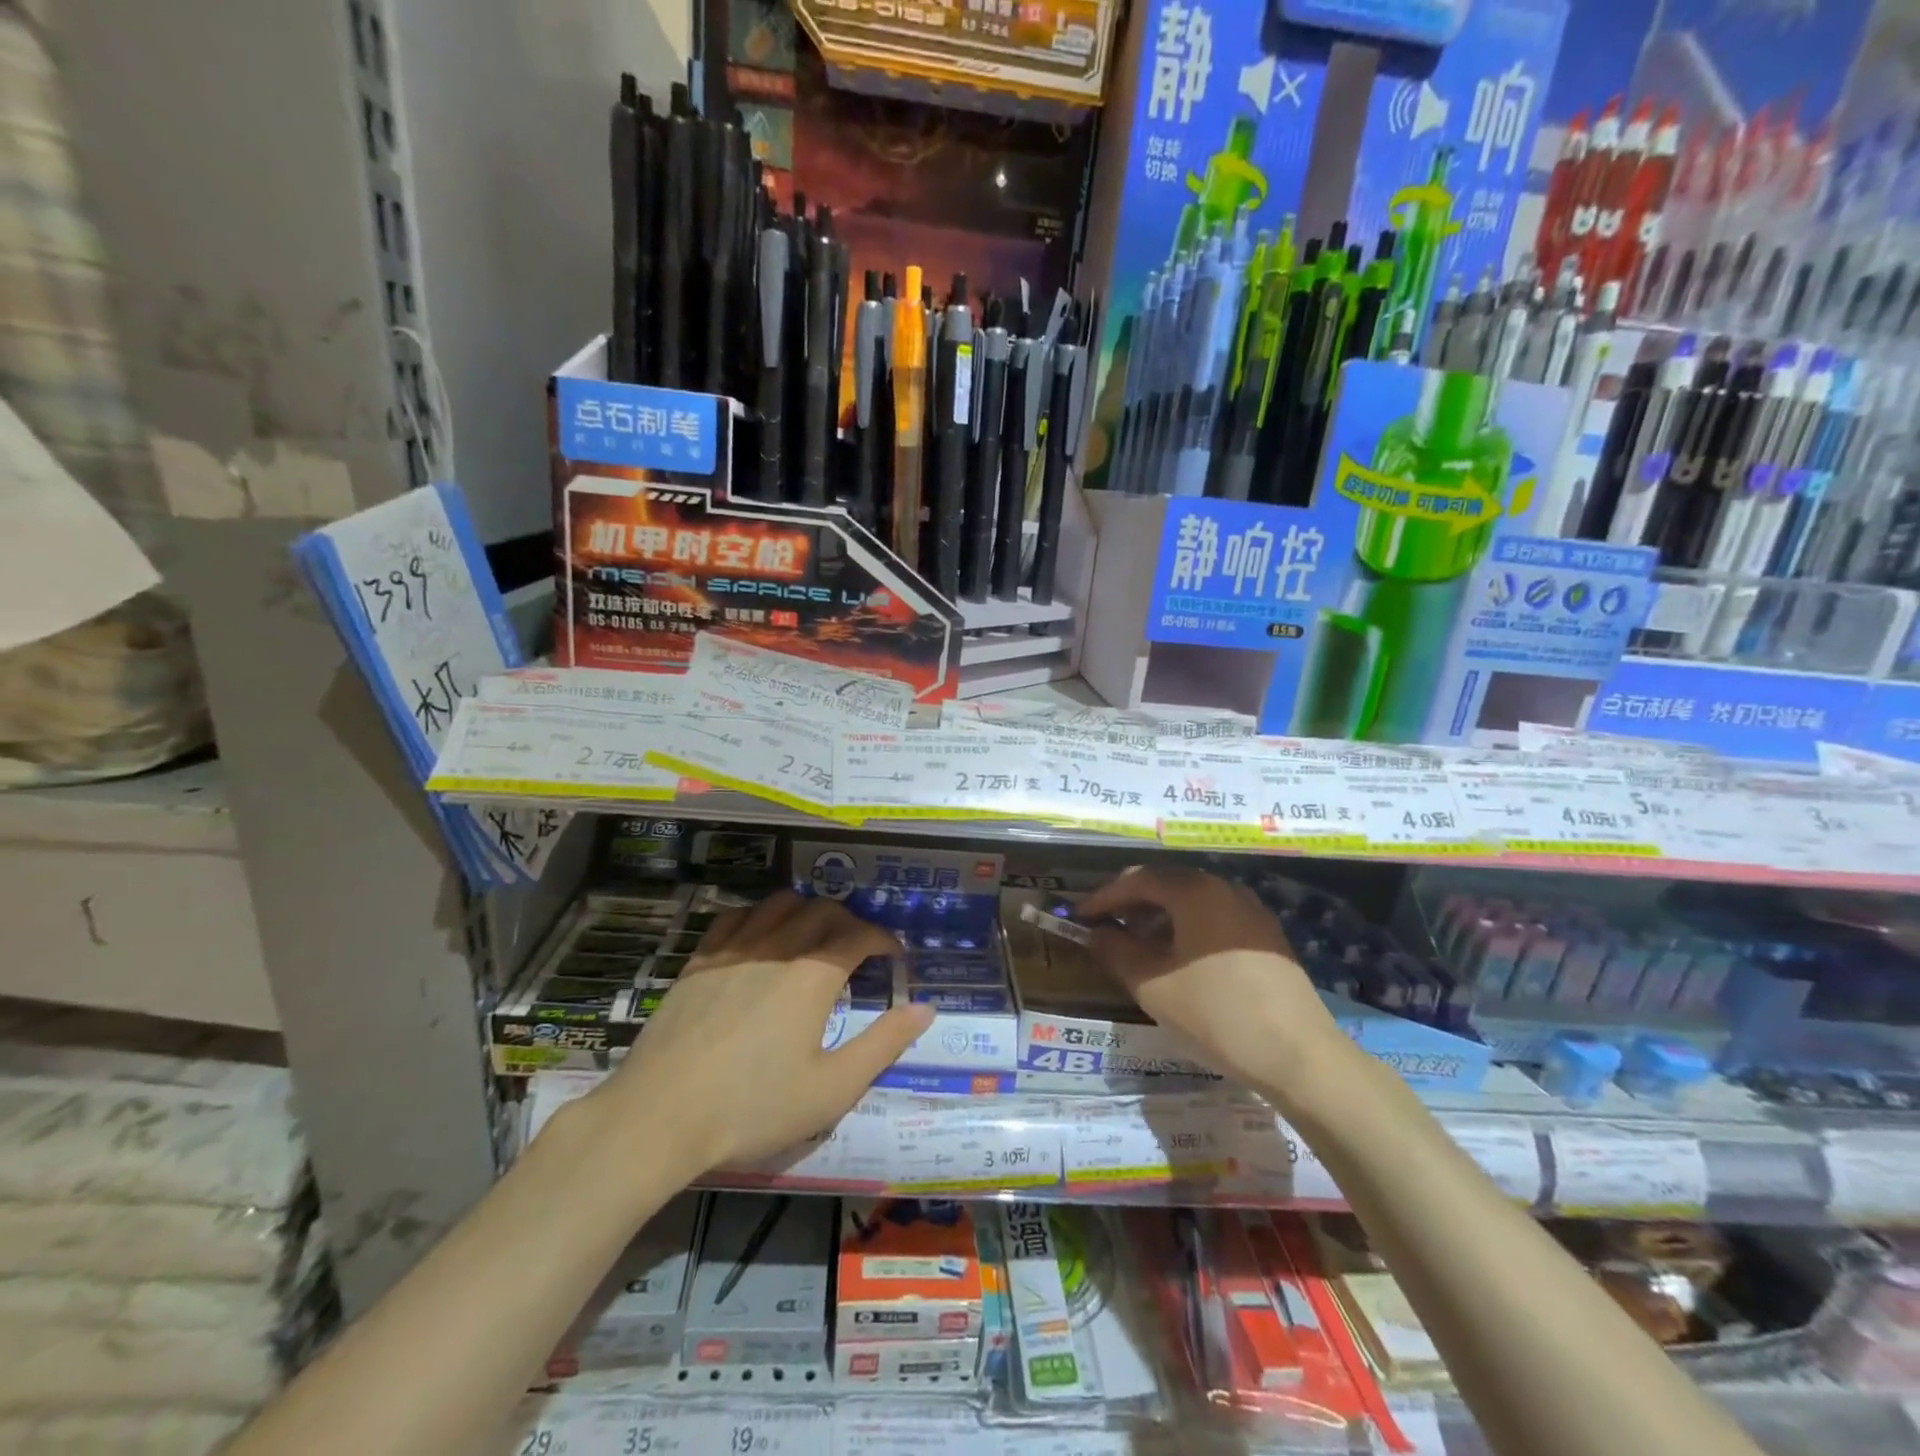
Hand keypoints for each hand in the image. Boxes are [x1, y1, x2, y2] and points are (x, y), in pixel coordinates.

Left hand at [588, 891, 931, 1181]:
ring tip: (814, 938)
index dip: (885, 940)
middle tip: (859, 951)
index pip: (860, 934)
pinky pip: (737, 915)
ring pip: (781, 903)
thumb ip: (884, 1045)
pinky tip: (762, 939)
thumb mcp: (831, 1089)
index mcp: (813, 974)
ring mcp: (734, 948)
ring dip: (808, 911)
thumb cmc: (752, 1108)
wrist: (659, 1116)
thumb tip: (924, 1009)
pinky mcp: (700, 959)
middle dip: (851, 922)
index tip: (894, 957)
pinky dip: (761, 916)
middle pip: (824, 910)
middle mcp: (777, 947)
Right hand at [1080, 867, 1342, 1100]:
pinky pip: (1215, 918)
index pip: (1138, 879)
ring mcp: (1251, 912)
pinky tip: (1178, 959)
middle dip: (1131, 903)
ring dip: (1159, 916)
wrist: (1299, 1056)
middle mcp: (1224, 889)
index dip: (1104, 896)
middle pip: (1167, 884)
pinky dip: (1187, 928)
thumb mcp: (1152, 986)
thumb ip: (1116, 952)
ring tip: (1137, 945)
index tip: (1080, 915)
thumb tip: (1096, 933)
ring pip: (1192, 901)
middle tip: (1106, 927)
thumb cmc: (1216, 1014)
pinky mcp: (1267, 937)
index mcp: (1195, 892)